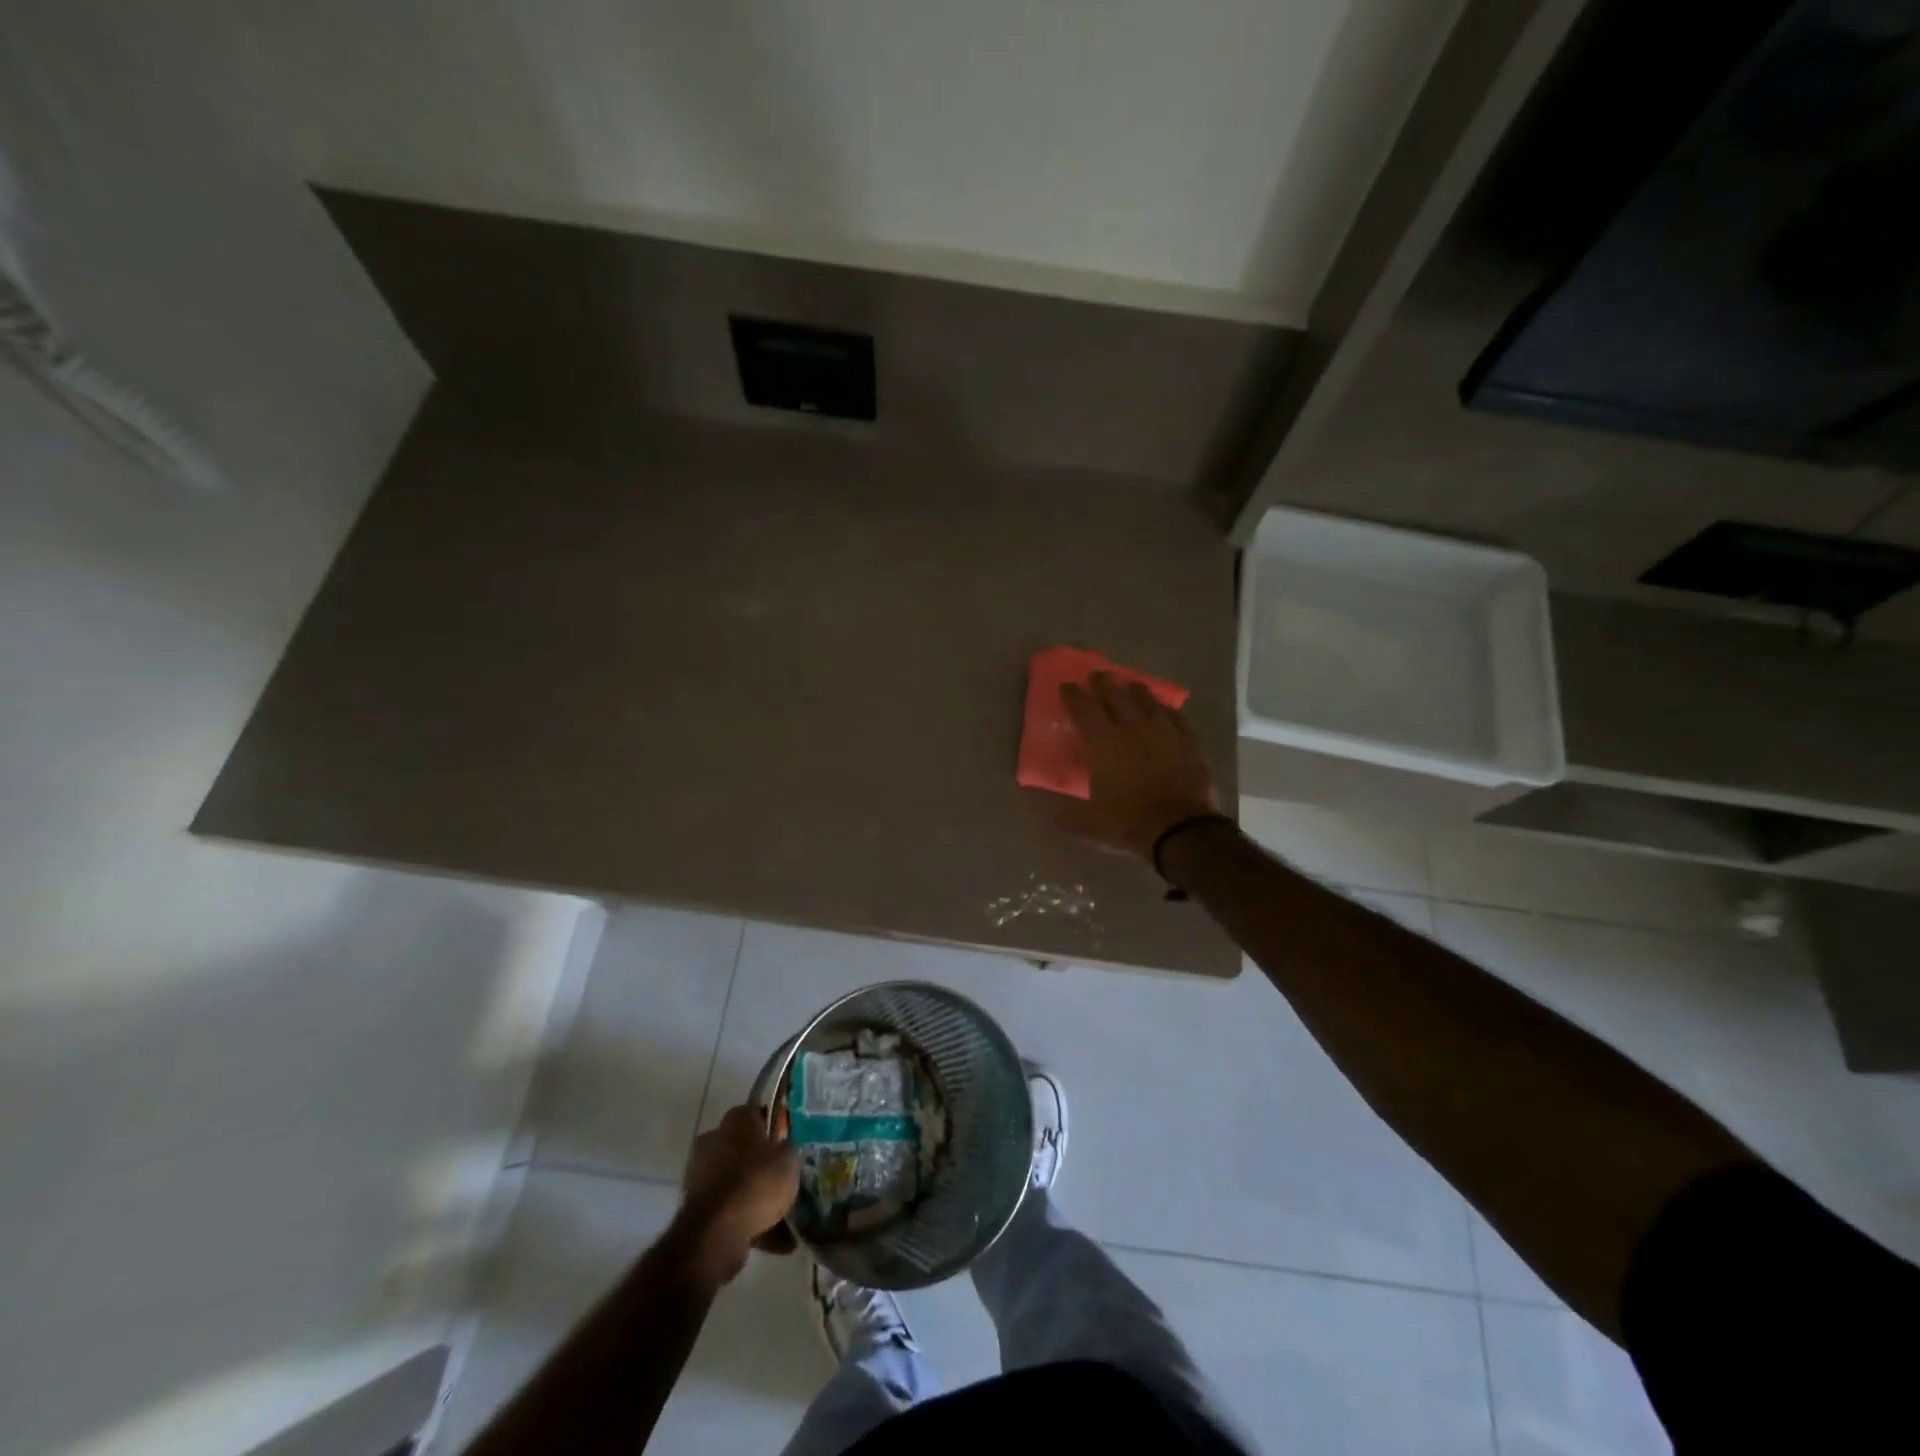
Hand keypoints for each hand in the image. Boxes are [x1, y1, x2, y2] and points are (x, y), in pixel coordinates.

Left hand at [671, 1104, 800, 1284]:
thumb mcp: (789, 1160)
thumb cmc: (756, 1183)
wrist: (715, 1234)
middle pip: (746, 1146)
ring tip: (785, 1214)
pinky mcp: (697, 1206)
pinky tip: (776, 1240)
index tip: (790, 1141)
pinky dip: (749, 1219)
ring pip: (738, 1179)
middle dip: (764, 1161)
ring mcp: (702, 1174)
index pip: (759, 1111)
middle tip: (786, 1176)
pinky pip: (730, 1207)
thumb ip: (790, 1149)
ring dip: (756, 1194)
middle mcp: (715, 1139)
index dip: (776, 1125)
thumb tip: (786, 1147)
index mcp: (737, 1120)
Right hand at [1059, 672, 1219, 862]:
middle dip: (1103, 683)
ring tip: (1130, 685)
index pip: (1084, 709)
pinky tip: (1164, 709)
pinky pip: (1175, 716)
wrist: (1181, 828)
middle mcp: (1132, 728)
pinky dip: (1165, 709)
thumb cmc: (1129, 821)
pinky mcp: (1188, 741)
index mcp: (1103, 743)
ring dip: (1135, 690)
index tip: (1067, 685)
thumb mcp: (1090, 824)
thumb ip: (1070, 816)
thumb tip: (1057, 816)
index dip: (1073, 695)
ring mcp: (1164, 731)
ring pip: (1147, 700)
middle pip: (1115, 695)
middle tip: (1097, 675)